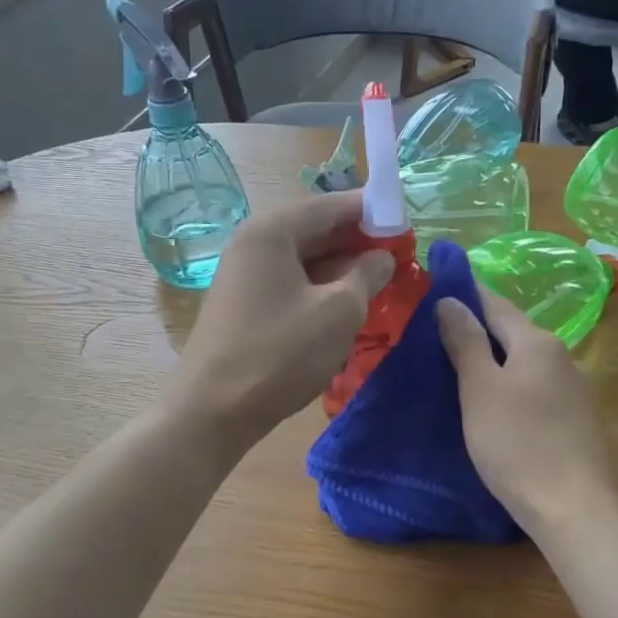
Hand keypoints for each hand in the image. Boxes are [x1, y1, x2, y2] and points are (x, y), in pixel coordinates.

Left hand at [170, 191, 393, 450]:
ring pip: (303, 260)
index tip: (405, 222)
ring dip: (341, 268)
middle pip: (314, 230)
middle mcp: (252, 244)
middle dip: (357, 241)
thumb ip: (367, 275)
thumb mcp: (339, 312)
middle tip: (397, 254)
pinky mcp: (243, 307)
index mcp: (272, 232)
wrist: (213, 411)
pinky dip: (320, 289)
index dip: (370, 211)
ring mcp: (243, 277)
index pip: (330, 205)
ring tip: (379, 281)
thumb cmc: (280, 354)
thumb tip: (382, 257)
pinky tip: (345, 306)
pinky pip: (290, 284)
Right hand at [437, 291, 617, 537]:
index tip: (434, 292)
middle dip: (477, 330)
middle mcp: (562, 356)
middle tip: (435, 336)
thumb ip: (466, 342)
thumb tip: (450, 300)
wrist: (571, 507)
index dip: (465, 295)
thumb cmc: (517, 444)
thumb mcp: (480, 390)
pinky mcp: (576, 419)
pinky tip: (493, 404)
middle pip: (513, 332)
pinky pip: (535, 388)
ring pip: (525, 362)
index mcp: (538, 342)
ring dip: (494, 360)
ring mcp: (574, 389)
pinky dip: (510, 386)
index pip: (496, 304)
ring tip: (458, 370)